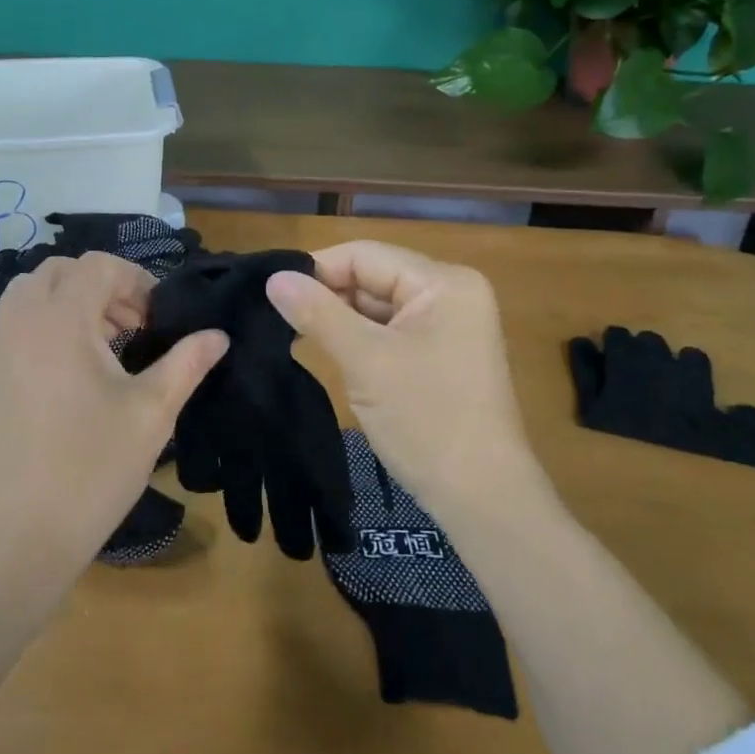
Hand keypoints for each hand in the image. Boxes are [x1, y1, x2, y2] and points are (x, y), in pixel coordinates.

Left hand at [0, 252, 227, 569]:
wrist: (17, 537)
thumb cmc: (93, 468)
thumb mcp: (152, 412)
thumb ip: (187, 362)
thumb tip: (218, 335)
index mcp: (60, 320)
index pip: (98, 266)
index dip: (135, 280)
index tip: (155, 319)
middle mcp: (16, 322)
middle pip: (57, 271)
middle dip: (98, 287)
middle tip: (128, 329)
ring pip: (26, 296)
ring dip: (65, 305)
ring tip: (95, 350)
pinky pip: (6, 329)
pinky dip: (36, 330)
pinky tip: (58, 377)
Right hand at [264, 240, 532, 524]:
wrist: (482, 498)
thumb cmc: (427, 420)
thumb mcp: (366, 361)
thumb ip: (318, 313)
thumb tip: (273, 278)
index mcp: (444, 282)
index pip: (366, 255)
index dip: (317, 269)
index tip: (272, 293)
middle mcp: (451, 292)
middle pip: (373, 277)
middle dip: (328, 296)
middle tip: (277, 318)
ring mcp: (449, 325)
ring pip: (378, 306)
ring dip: (340, 319)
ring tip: (293, 334)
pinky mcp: (441, 353)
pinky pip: (390, 331)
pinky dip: (360, 340)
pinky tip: (329, 351)